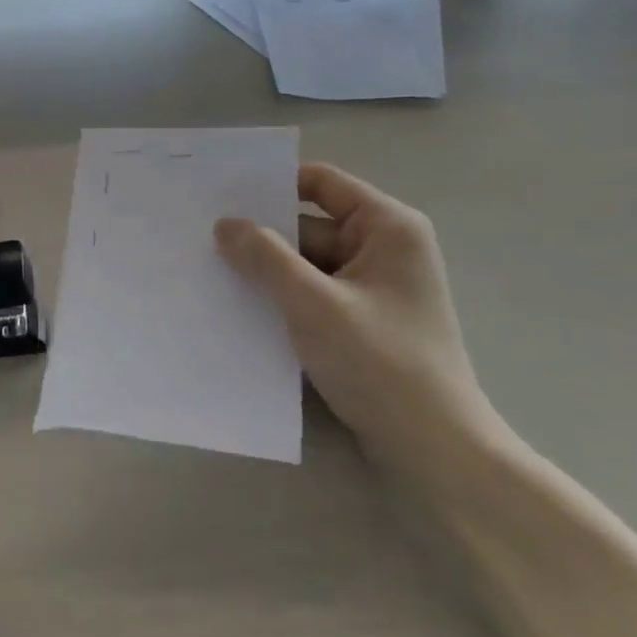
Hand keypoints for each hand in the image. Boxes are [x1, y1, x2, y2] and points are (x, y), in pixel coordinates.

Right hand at [215, 163, 495, 477]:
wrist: (435, 453)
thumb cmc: (381, 364)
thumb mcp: (314, 304)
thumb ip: (266, 258)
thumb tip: (225, 224)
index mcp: (386, 227)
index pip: (321, 182)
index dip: (272, 185)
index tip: (221, 195)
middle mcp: (383, 249)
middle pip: (308, 225)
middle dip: (261, 236)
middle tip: (201, 238)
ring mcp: (372, 288)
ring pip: (306, 264)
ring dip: (267, 272)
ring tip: (209, 272)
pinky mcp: (361, 322)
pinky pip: (313, 295)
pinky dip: (282, 299)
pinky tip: (241, 308)